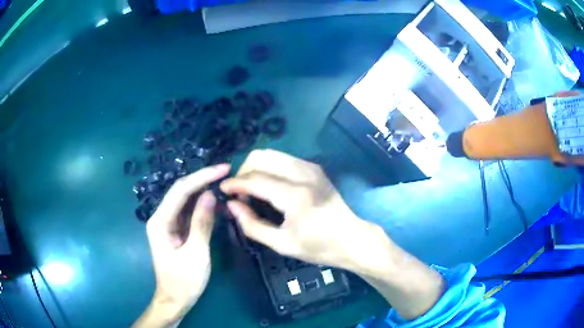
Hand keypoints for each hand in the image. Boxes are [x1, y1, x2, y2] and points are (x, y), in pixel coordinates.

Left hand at [134, 164, 229, 327]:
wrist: (175, 300)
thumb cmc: (184, 281)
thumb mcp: (196, 253)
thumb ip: (202, 223)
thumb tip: (210, 195)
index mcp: (160, 221)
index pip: (181, 190)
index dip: (202, 177)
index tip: (223, 169)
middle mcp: (160, 217)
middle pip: (181, 191)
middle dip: (203, 179)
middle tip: (225, 171)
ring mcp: (167, 223)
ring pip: (185, 200)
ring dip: (203, 190)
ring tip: (223, 182)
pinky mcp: (174, 230)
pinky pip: (188, 212)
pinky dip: (202, 205)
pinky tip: (215, 202)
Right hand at [220, 149, 367, 267]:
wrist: (351, 239)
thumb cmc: (318, 247)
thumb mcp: (282, 244)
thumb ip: (252, 224)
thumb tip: (232, 205)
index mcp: (296, 196)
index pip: (256, 179)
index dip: (235, 183)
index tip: (222, 189)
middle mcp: (304, 174)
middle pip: (262, 157)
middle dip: (244, 171)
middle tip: (240, 192)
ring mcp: (311, 168)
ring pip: (272, 154)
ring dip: (256, 167)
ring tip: (252, 188)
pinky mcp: (314, 168)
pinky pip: (283, 159)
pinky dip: (269, 167)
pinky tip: (268, 184)